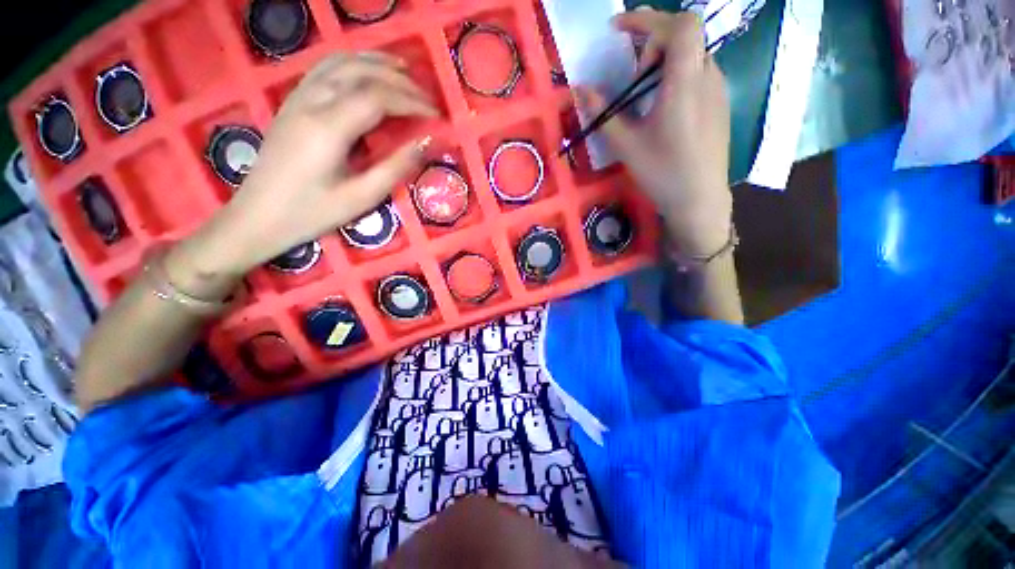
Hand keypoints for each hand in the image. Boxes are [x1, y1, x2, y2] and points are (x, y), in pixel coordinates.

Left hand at [178, 51, 436, 279]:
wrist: (258, 216)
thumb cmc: (312, 213)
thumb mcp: (361, 198)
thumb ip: (395, 167)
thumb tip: (426, 142)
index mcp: (328, 128)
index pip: (378, 97)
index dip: (411, 101)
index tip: (436, 114)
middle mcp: (311, 102)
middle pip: (360, 72)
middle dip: (399, 80)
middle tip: (426, 96)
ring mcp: (297, 98)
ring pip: (339, 62)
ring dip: (374, 62)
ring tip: (402, 70)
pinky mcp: (292, 103)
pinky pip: (323, 69)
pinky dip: (351, 63)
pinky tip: (365, 72)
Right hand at [578, 10, 731, 255]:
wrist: (699, 199)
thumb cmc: (662, 173)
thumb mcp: (626, 146)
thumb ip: (603, 114)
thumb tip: (580, 90)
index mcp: (685, 82)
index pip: (680, 24)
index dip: (648, 18)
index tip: (619, 30)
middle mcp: (708, 76)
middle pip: (685, 35)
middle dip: (652, 43)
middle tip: (632, 77)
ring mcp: (719, 89)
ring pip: (692, 54)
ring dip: (664, 61)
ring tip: (644, 95)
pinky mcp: (720, 103)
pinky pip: (699, 73)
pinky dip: (676, 75)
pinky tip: (663, 108)